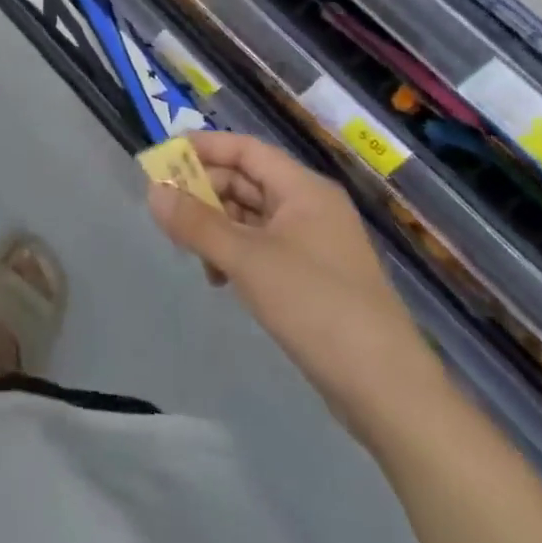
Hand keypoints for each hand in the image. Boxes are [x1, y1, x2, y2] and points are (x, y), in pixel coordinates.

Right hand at [148, 132, 444, 434]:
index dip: (203, 148)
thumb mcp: (248, 261)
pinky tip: (218, 278)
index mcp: (303, 189)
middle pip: (246, 181)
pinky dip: (235, 253)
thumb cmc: (317, 307)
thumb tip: (152, 191)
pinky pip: (262, 248)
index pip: (245, 149)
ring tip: (188, 249)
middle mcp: (310, 207)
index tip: (162, 158)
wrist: (389, 394)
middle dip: (204, 191)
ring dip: (216, 226)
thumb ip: (196, 224)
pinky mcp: (313, 279)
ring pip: (251, 217)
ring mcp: (314, 244)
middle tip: (166, 209)